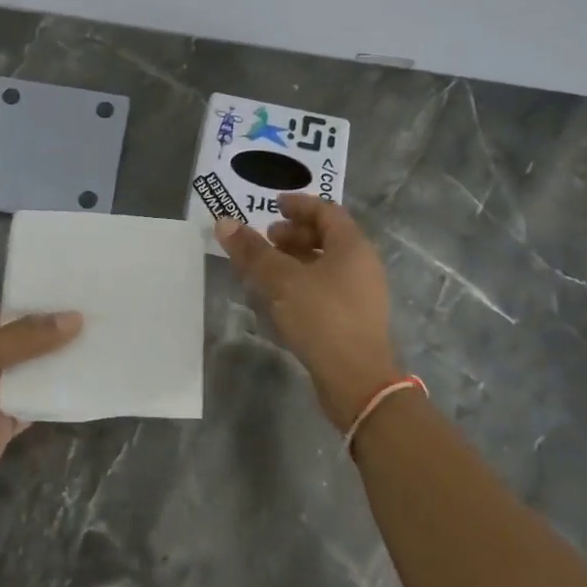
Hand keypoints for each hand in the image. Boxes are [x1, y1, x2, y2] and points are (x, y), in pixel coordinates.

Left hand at [0, 311, 81, 525]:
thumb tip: (76, 318)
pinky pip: (39, 405)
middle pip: (26, 345)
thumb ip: (29, 338)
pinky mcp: (9, 425)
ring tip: (102, 344)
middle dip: (55, 336)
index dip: (37, 308)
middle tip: (98, 318)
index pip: (8, 317)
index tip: (74, 296)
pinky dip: (59, 397)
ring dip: (60, 365)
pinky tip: (88, 382)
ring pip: (35, 374)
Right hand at [217, 195, 400, 430]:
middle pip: (328, 237)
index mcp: (352, 246)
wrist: (358, 382)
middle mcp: (362, 265)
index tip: (273, 205)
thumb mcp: (281, 281)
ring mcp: (361, 295)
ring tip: (267, 267)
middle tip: (267, 238)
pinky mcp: (354, 320)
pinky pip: (327, 288)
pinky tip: (280, 298)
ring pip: (326, 265)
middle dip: (295, 233)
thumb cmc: (322, 318)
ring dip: (297, 259)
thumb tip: (224, 223)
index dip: (299, 205)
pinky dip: (303, 282)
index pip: (327, 211)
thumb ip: (253, 251)